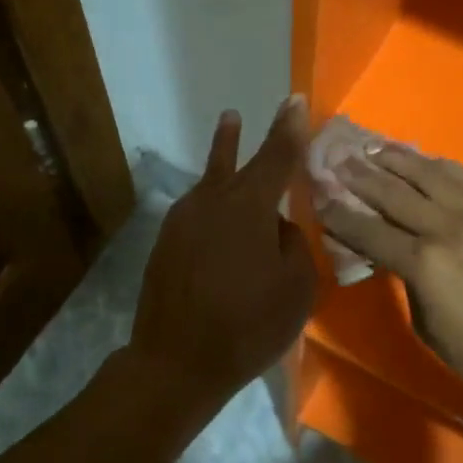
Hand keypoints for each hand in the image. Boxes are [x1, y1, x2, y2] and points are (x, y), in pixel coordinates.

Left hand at [130, 98, 317, 408]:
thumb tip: (277, 227)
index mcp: (249, 205)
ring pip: (211, 181)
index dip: (289, 128)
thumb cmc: (247, 324)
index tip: (293, 100)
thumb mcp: (296, 287)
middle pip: (237, 161)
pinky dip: (213, 202)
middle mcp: (212, 201)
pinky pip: (198, 209)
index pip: (277, 155)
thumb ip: (293, 244)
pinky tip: (219, 211)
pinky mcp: (166, 241)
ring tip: (229, 127)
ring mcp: (183, 220)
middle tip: (254, 112)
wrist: (175, 363)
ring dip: (223, 156)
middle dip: (248, 136)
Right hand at [316, 145, 462, 404]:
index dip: (339, 215)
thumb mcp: (424, 322)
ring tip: (376, 148)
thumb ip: (403, 278)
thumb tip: (388, 252)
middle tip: (339, 160)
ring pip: (430, 174)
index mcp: (422, 262)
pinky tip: (428, 160)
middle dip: (361, 175)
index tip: (319, 196)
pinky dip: (443, 165)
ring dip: (399, 159)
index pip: (368, 230)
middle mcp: (445, 228)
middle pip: (394, 192)